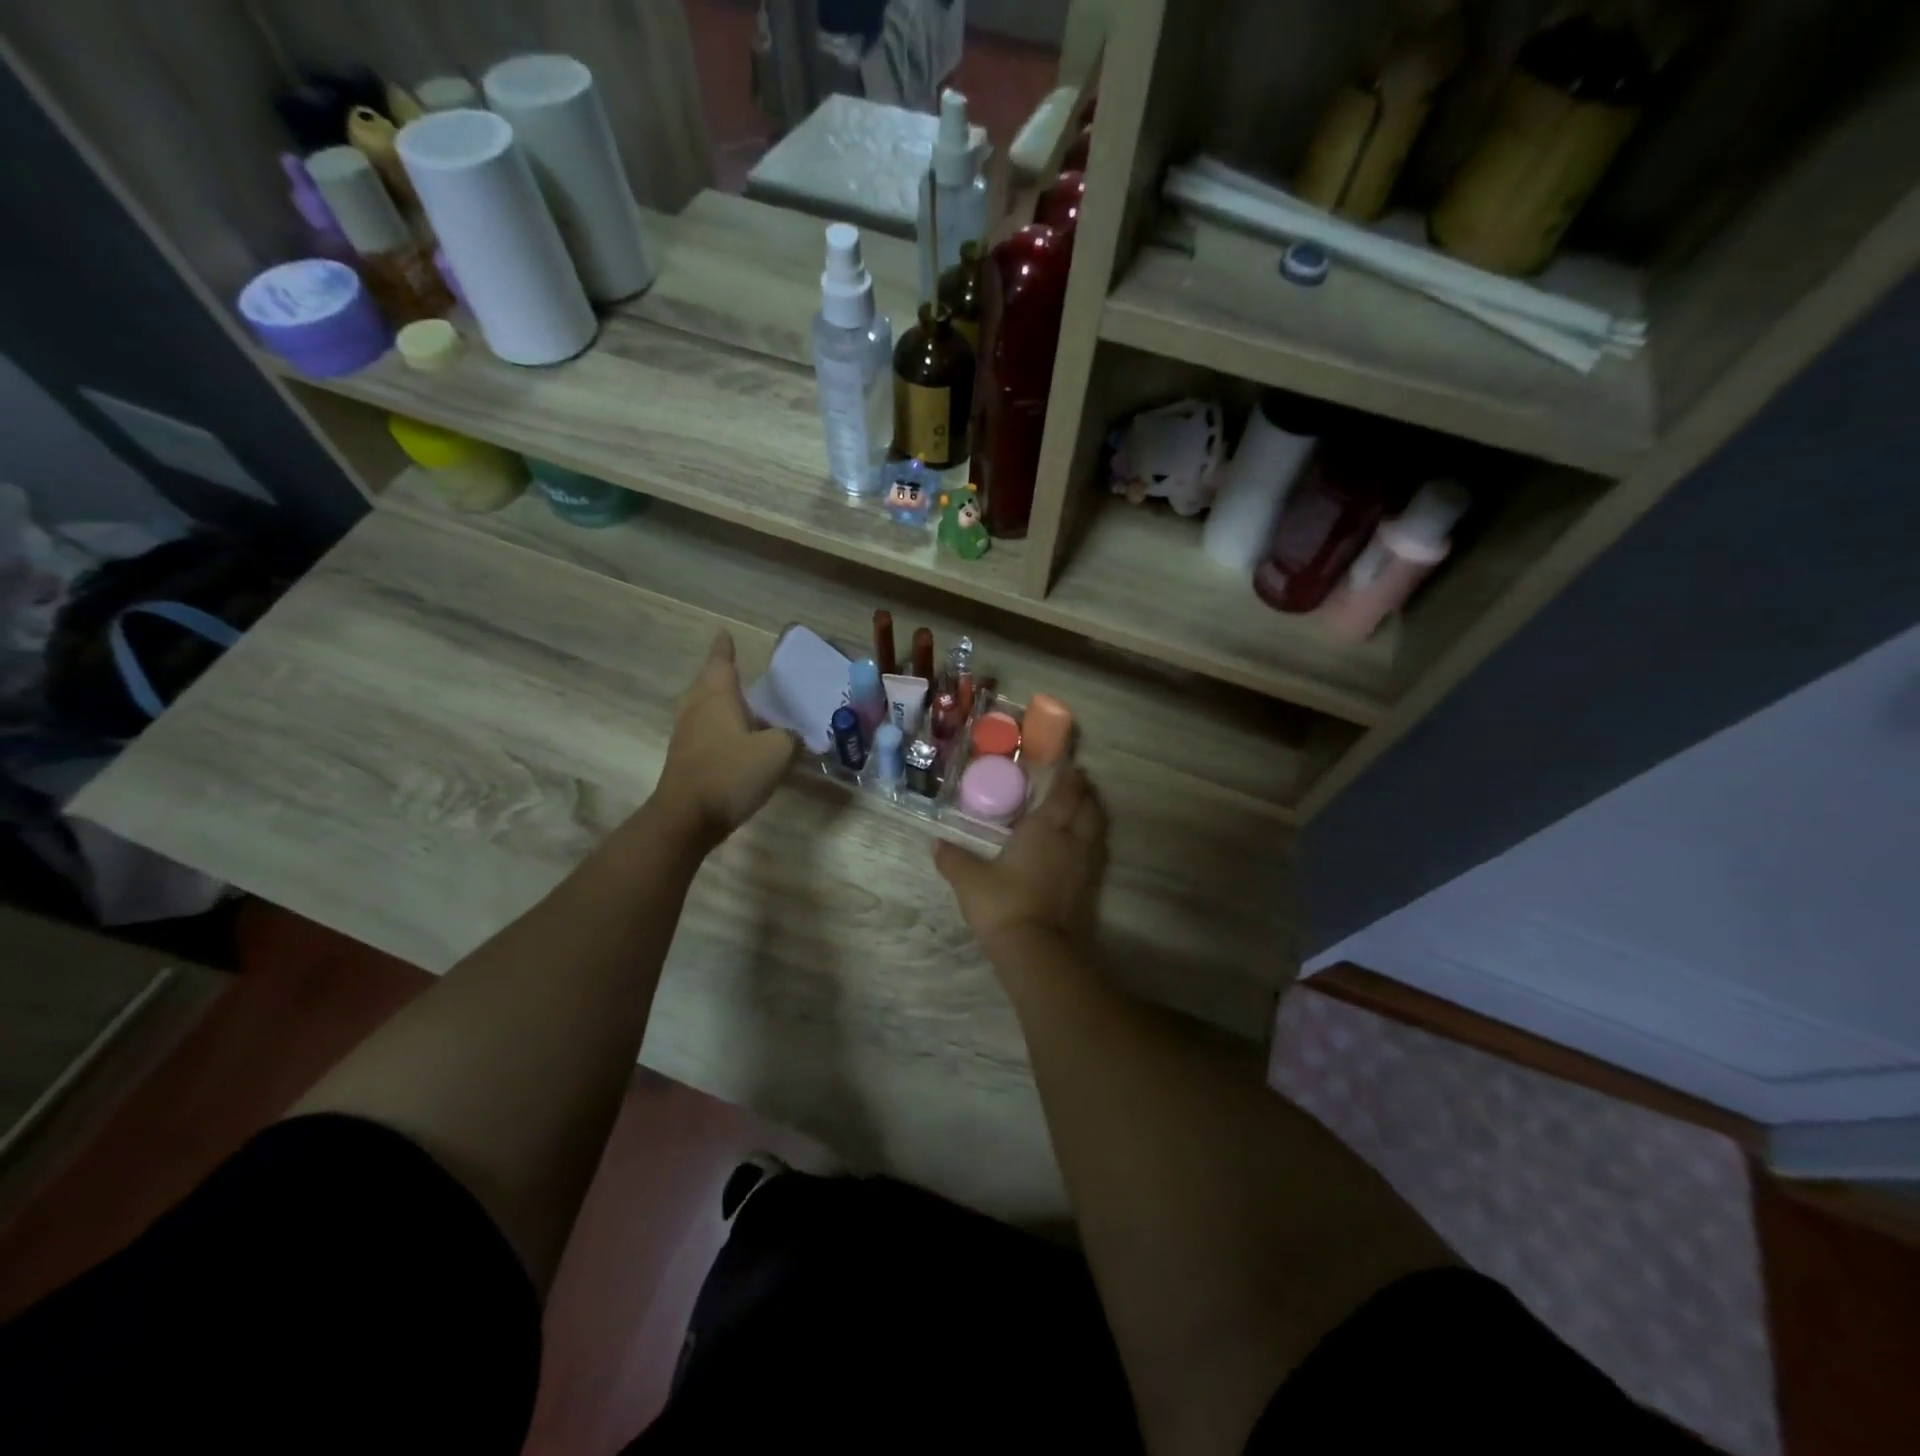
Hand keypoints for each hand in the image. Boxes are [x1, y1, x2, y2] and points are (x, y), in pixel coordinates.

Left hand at [652, 633, 796, 850]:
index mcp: (716, 697)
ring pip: (705, 708)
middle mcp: (697, 709)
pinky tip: (741, 741)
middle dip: (722, 675)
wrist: (687, 818)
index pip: (721, 662)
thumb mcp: (777, 751)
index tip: (725, 634)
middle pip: (708, 683)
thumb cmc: (730, 773)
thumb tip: (791, 736)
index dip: (725, 648)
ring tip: (747, 706)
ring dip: (723, 703)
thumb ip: (790, 737)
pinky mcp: (687, 760)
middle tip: (741, 671)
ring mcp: (687, 735)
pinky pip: (706, 732)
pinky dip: (722, 728)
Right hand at [935, 765, 1107, 949]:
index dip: (1068, 777)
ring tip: (1082, 807)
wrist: (1037, 949)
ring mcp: (1085, 863)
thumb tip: (936, 843)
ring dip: (1093, 813)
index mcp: (1044, 828)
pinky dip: (1093, 838)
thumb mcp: (969, 881)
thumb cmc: (1003, 905)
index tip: (1068, 764)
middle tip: (1075, 783)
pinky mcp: (1090, 885)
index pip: (1065, 793)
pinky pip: (1097, 850)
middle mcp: (1071, 839)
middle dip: (1084, 792)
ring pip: (1097, 827)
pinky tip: (1081, 844)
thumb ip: (953, 859)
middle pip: (1088, 806)